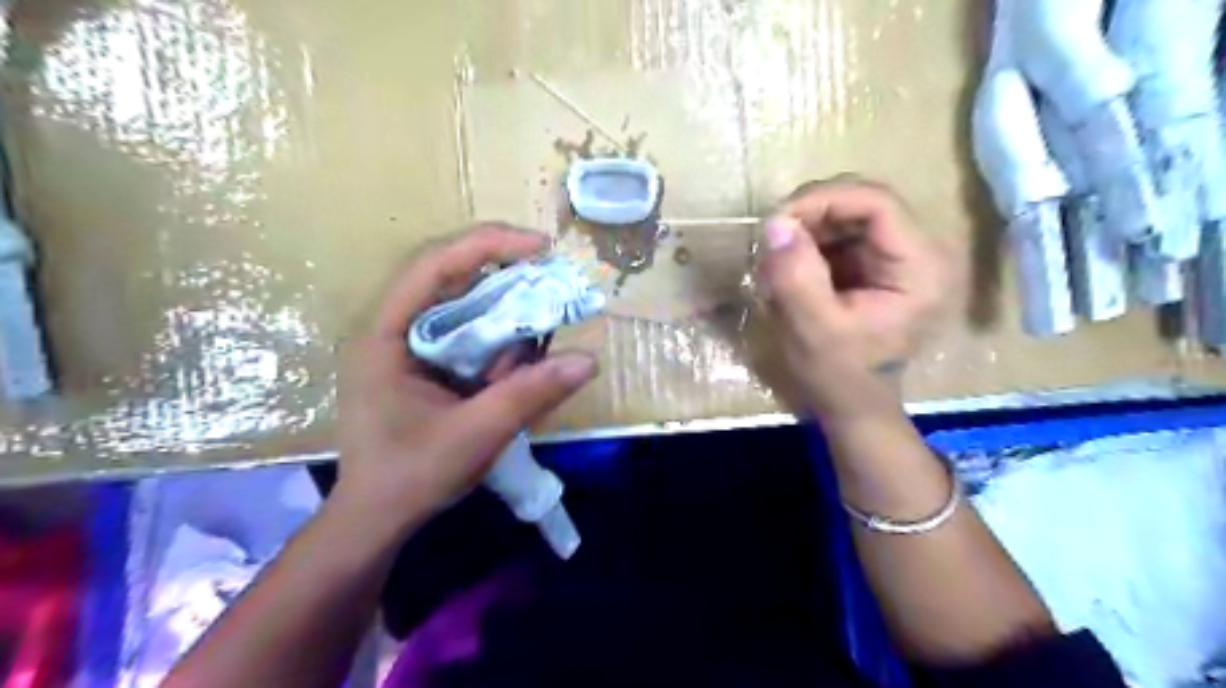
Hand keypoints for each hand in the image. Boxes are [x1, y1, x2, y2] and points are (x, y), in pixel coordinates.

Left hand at [333, 225, 603, 532]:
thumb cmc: (410, 477)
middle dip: (504, 275)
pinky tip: (521, 356)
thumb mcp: (475, 434)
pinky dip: (498, 338)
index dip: (489, 245)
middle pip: (450, 277)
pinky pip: (466, 334)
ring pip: (462, 305)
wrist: (375, 521)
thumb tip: (588, 360)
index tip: (541, 248)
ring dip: (504, 309)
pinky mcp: (423, 365)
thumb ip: (529, 394)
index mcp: (385, 334)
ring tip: (540, 325)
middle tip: (552, 282)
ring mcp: (406, 346)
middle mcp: (392, 329)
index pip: (433, 265)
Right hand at [763, 178, 949, 413]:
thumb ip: (795, 277)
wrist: (853, 406)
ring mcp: (898, 256)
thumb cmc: (839, 377)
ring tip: (776, 261)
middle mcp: (919, 253)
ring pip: (848, 215)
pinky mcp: (877, 264)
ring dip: (806, 231)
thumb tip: (775, 224)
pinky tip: (790, 269)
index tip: (777, 222)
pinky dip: (809, 245)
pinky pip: (840, 235)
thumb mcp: (812, 330)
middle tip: (771, 240)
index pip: (877, 203)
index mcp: (920, 268)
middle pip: (863, 203)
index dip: (824, 200)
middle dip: (811, 215)